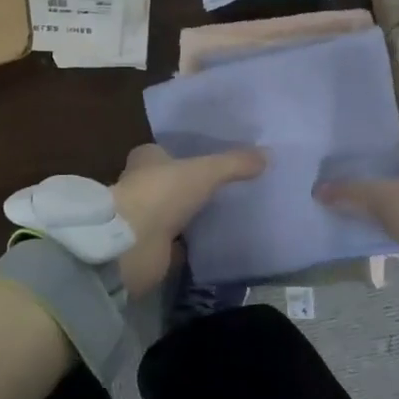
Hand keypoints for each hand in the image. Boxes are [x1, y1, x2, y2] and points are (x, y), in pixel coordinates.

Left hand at [111, 144, 266, 296]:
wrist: (131, 245)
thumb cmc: (161, 193)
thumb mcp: (205, 171)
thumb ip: (235, 164)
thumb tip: (268, 155)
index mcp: (146, 159)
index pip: (164, 151)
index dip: (183, 153)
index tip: (210, 157)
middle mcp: (140, 185)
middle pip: (169, 181)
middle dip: (189, 184)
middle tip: (225, 184)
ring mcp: (144, 218)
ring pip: (172, 211)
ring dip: (189, 213)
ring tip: (225, 211)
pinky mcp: (150, 248)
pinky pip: (176, 241)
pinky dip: (190, 242)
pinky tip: (214, 239)